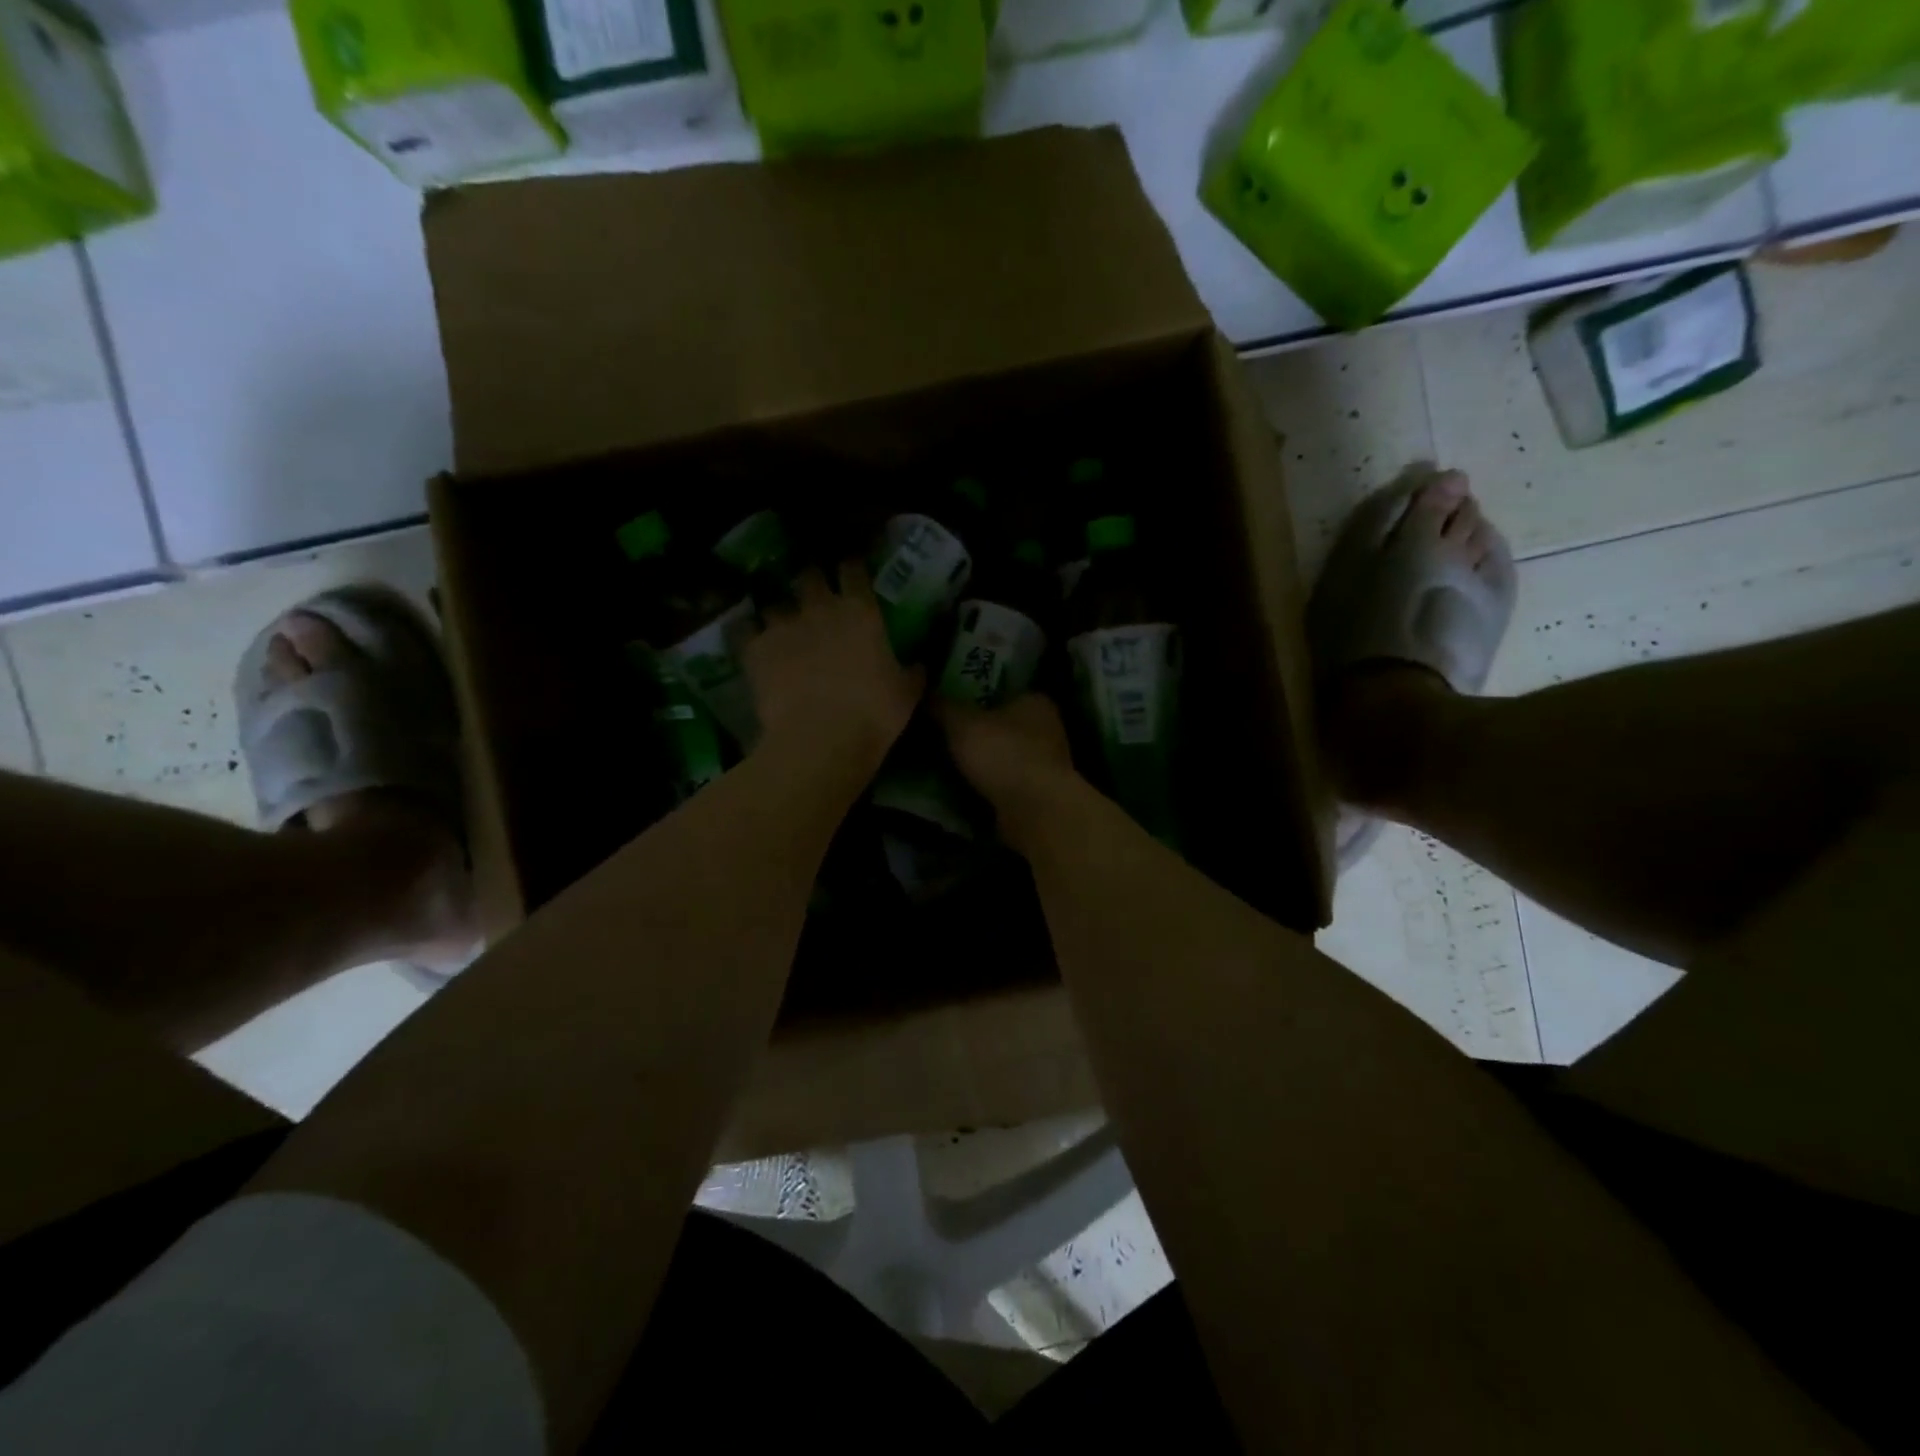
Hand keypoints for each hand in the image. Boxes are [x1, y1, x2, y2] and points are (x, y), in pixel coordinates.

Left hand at [744, 562, 922, 775]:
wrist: (821, 738)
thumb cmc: (874, 714)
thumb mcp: (906, 693)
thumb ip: (911, 672)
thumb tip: (920, 665)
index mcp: (861, 612)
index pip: (853, 571)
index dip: (851, 566)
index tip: (850, 568)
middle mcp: (820, 608)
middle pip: (809, 576)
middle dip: (810, 581)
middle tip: (812, 593)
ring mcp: (784, 626)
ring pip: (774, 603)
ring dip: (779, 611)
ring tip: (780, 625)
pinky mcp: (754, 649)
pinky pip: (744, 630)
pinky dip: (748, 634)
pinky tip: (750, 642)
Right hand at [933, 692, 1080, 851]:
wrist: (1035, 812)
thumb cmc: (1003, 754)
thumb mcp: (961, 723)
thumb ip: (942, 706)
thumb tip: (924, 692)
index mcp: (1035, 701)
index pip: (1003, 690)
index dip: (976, 696)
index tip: (951, 706)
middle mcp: (1048, 728)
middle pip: (1004, 725)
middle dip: (979, 732)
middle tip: (943, 736)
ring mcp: (1047, 764)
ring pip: (1006, 756)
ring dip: (984, 763)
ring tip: (948, 765)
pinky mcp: (1041, 795)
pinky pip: (1007, 784)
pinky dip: (990, 787)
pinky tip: (966, 791)